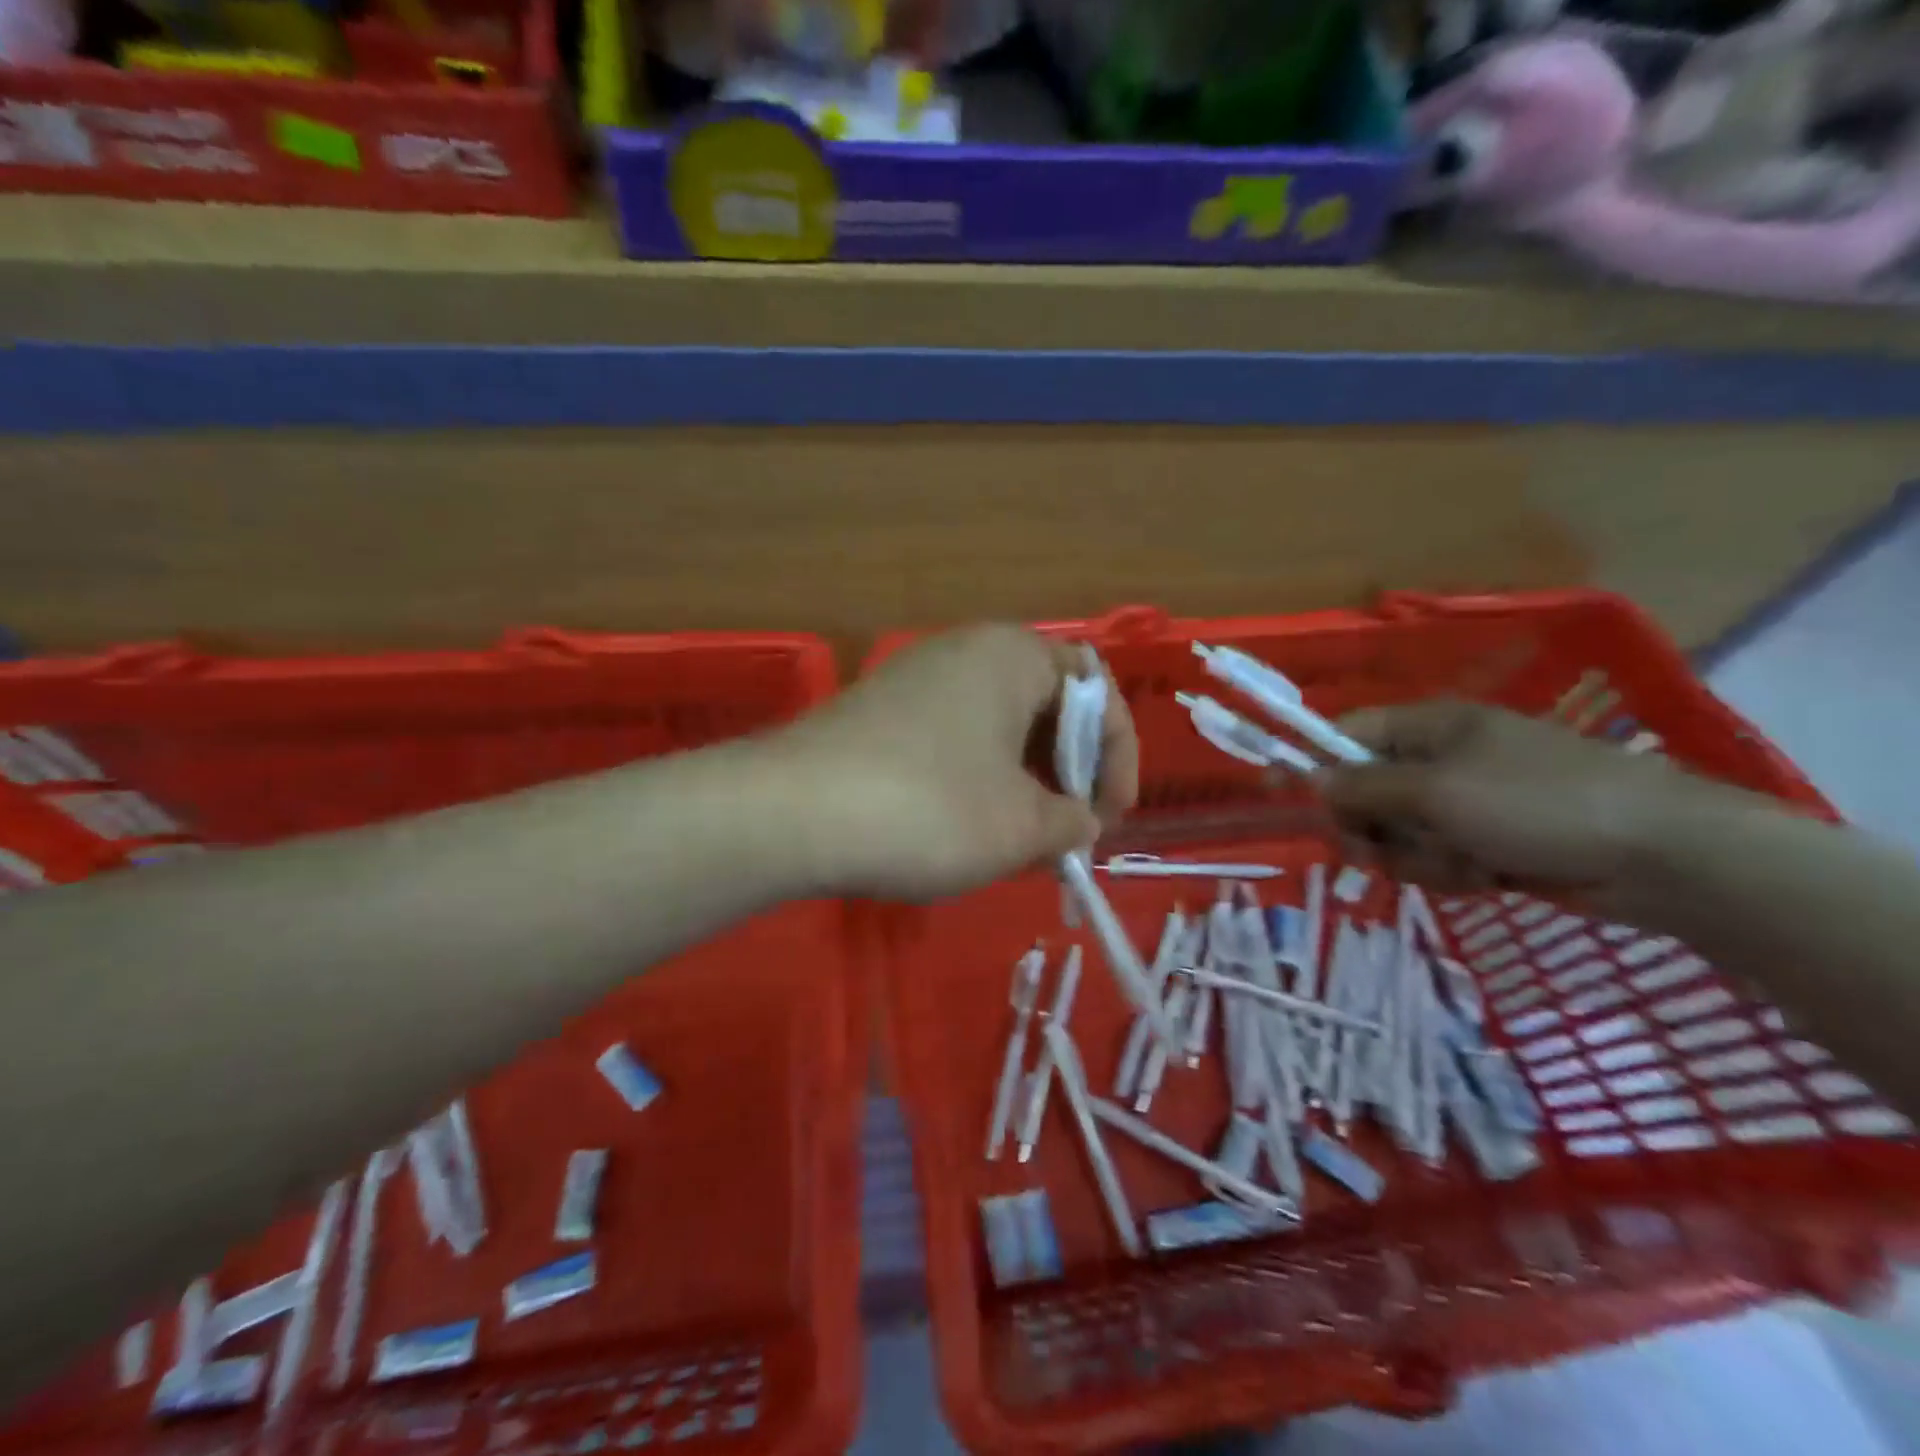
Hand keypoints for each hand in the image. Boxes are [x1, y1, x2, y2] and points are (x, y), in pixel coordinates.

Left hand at [769, 624, 1139, 900]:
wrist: (790, 813)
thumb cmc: (930, 808)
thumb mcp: (1021, 826)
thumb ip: (1070, 822)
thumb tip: (1078, 822)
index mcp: (1013, 655)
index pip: (1095, 689)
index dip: (1117, 756)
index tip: (1107, 818)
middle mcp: (964, 651)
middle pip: (1044, 705)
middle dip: (1068, 771)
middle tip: (1066, 831)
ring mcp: (913, 679)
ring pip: (996, 726)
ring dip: (1023, 781)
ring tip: (1020, 840)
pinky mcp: (878, 714)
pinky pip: (952, 739)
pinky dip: (976, 779)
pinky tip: (964, 828)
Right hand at [1318, 701, 1689, 902]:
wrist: (1661, 856)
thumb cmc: (1538, 803)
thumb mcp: (1437, 791)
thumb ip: (1364, 786)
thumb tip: (1308, 779)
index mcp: (1430, 726)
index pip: (1348, 736)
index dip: (1315, 765)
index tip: (1286, 798)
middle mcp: (1442, 759)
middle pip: (1367, 792)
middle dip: (1371, 827)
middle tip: (1376, 852)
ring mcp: (1468, 802)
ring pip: (1400, 833)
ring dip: (1416, 857)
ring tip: (1459, 866)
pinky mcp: (1491, 840)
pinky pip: (1438, 857)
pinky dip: (1451, 872)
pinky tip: (1485, 878)